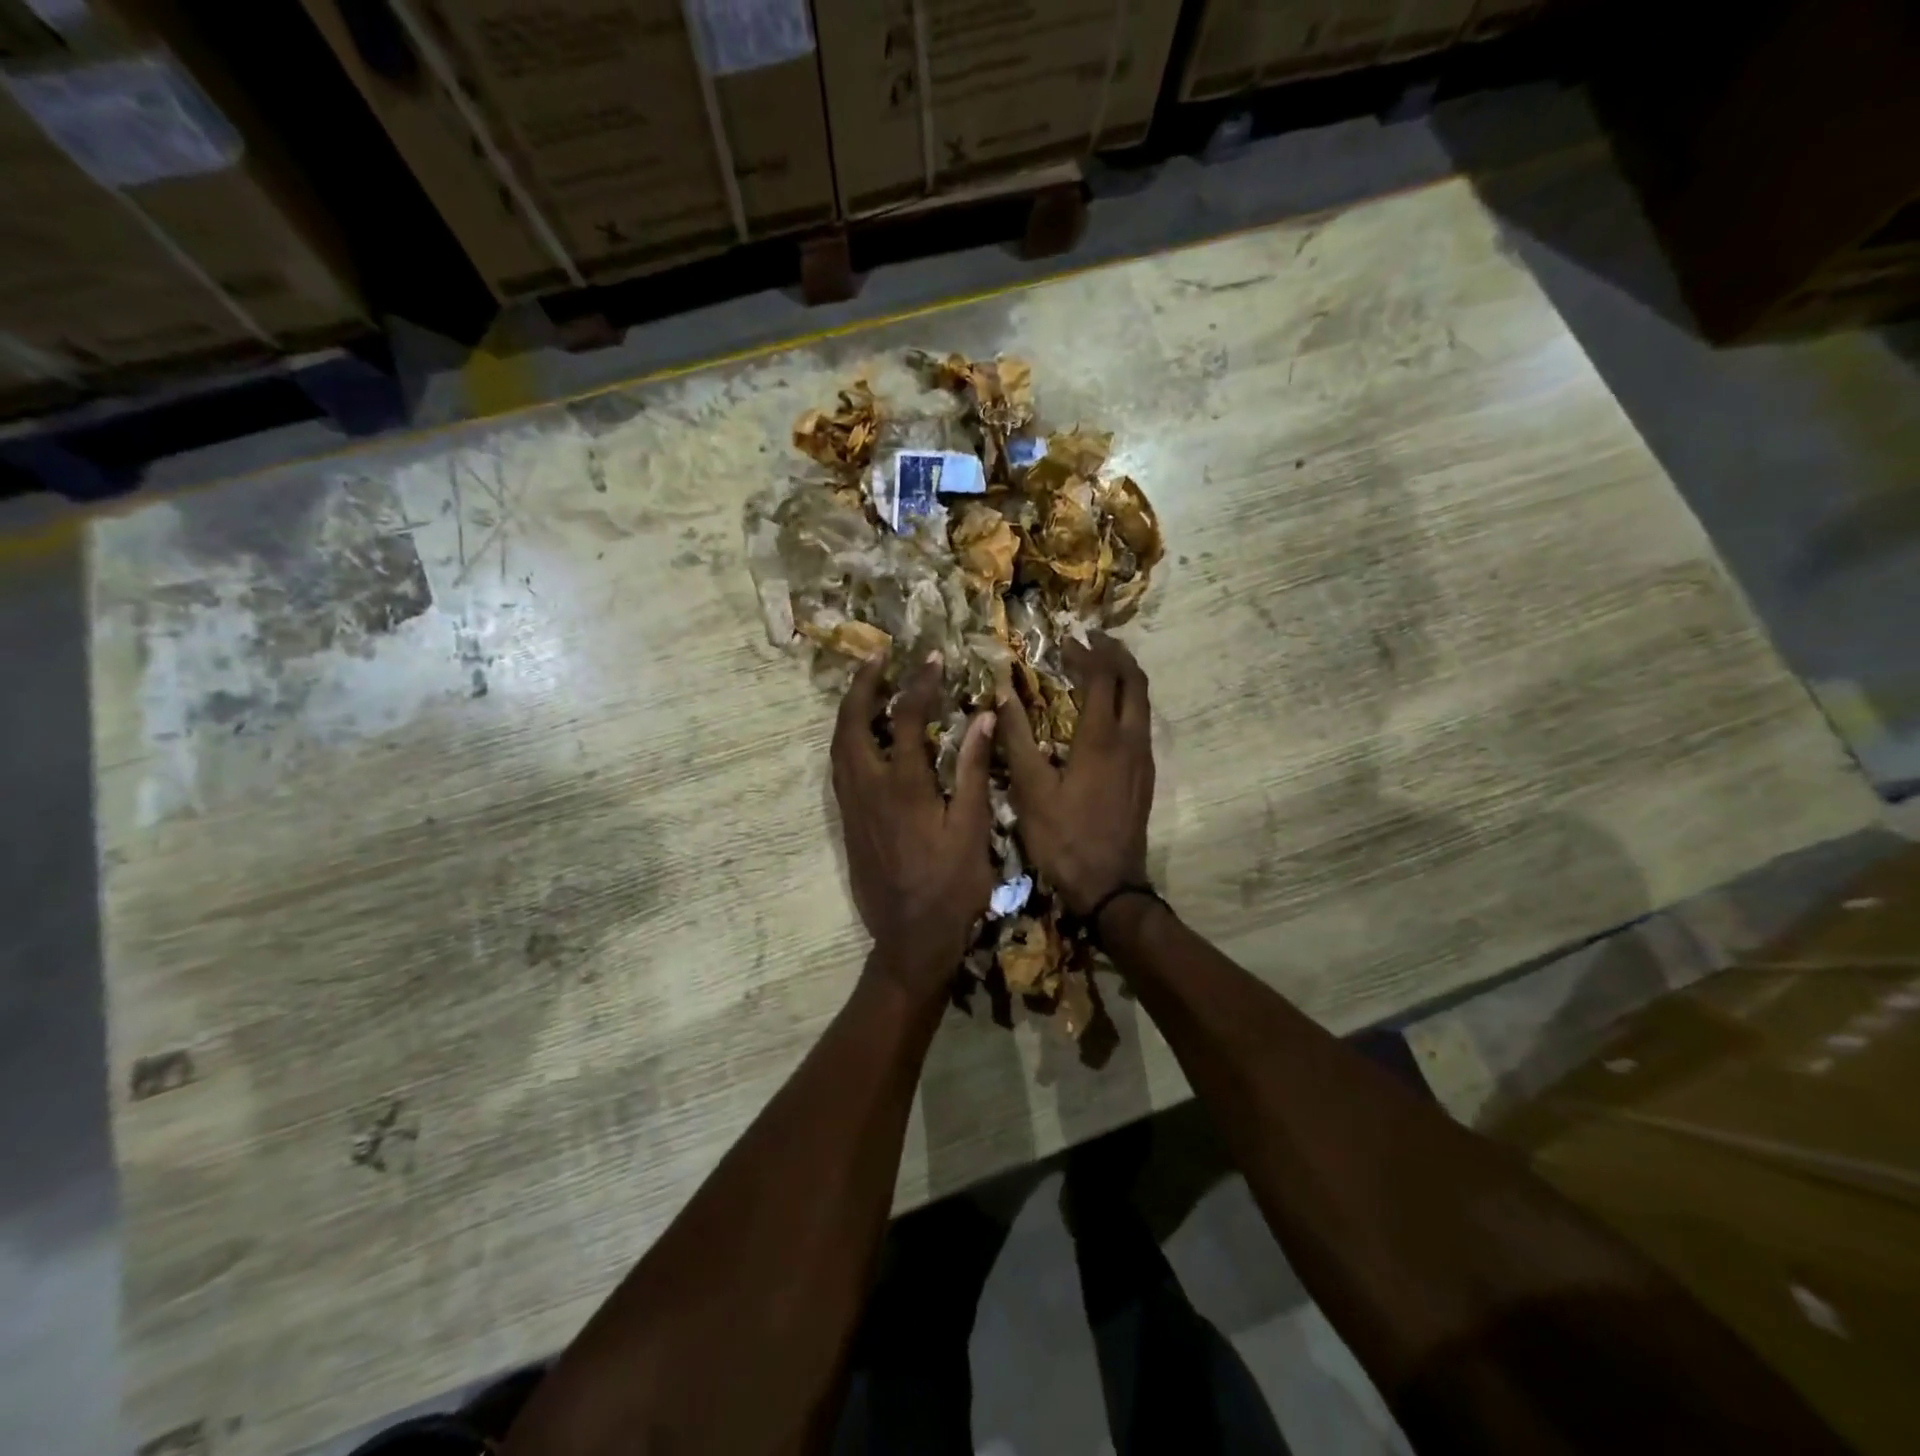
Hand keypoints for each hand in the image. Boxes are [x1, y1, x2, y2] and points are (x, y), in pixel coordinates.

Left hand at [832, 653, 995, 998]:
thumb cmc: (952, 886)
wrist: (911, 938)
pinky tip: (862, 738)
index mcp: (903, 786)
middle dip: (862, 685)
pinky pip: (839, 768)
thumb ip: (975, 770)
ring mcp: (852, 806)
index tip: (932, 659)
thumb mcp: (973, 828)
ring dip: (849, 710)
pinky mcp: (847, 823)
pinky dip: (847, 740)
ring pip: (838, 745)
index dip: (919, 684)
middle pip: (851, 723)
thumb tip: (982, 717)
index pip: (905, 718)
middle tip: (878, 658)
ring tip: (867, 688)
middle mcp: (868, 788)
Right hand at [997, 632, 1154, 915]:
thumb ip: (1016, 738)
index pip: (1101, 677)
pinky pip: (1141, 723)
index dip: (1085, 652)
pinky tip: (1106, 712)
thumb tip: (1002, 693)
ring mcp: (1143, 759)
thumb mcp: (1030, 790)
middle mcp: (1130, 741)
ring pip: (1143, 702)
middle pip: (1134, 682)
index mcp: (1101, 739)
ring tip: (1099, 666)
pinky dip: (1127, 702)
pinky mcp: (1145, 776)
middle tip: (1091, 640)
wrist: (1110, 887)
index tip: (1066, 639)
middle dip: (1115, 654)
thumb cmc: (1064, 838)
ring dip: (1124, 677)